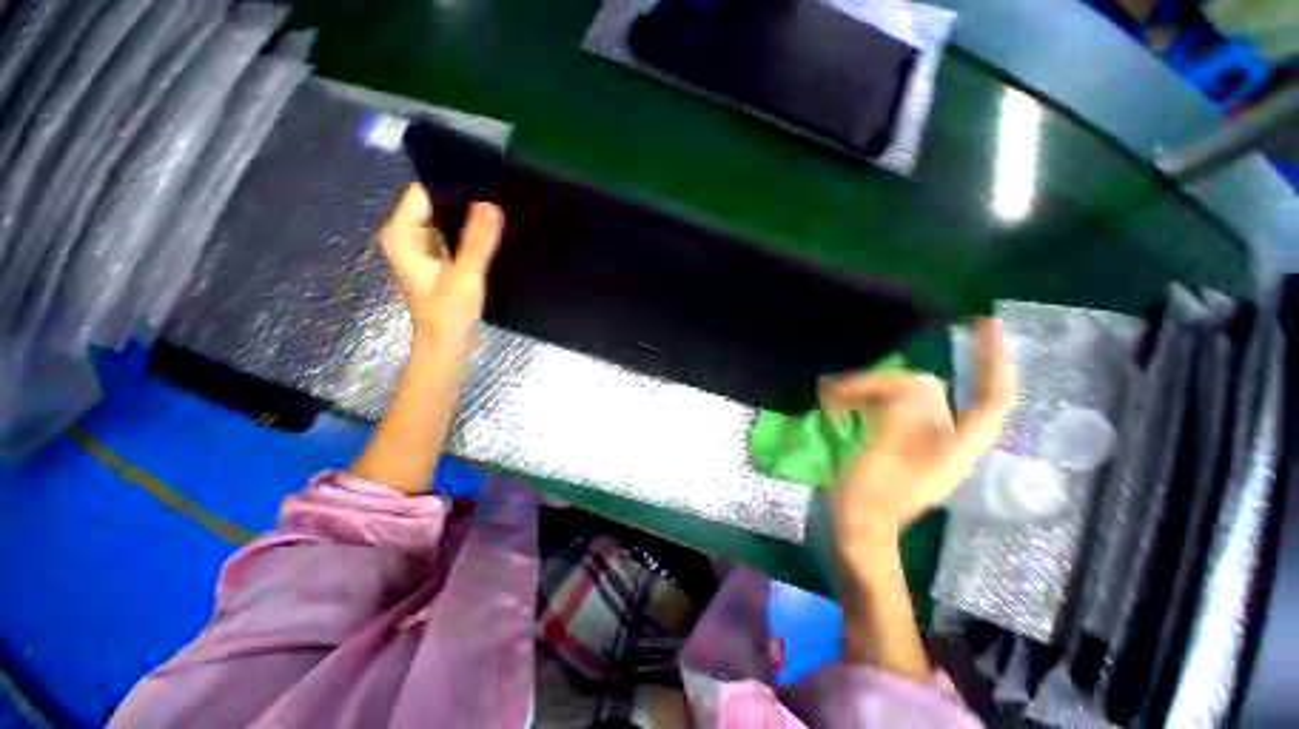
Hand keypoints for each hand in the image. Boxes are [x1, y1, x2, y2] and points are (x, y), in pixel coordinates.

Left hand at [380, 184, 503, 345]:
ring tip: (501, 216)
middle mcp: (408, 237)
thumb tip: (492, 204)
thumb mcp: (465, 277)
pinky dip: (472, 236)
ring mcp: (425, 250)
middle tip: (499, 201)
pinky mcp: (441, 262)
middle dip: (466, 203)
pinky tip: (494, 236)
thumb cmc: (448, 316)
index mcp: (402, 235)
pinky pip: (455, 238)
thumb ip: (478, 242)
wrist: (447, 348)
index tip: (487, 188)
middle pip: (437, 205)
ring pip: (448, 222)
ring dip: (471, 220)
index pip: (425, 194)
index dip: (454, 188)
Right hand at [822, 319, 1015, 567]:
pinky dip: (859, 399)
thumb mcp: (889, 454)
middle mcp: (944, 437)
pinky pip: (881, 406)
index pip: (992, 395)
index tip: (980, 323)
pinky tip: (835, 403)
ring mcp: (916, 439)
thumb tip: (916, 381)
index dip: (992, 358)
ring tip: (830, 398)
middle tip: (843, 386)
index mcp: (958, 444)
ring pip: (899, 396)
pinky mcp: (891, 440)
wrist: (855, 529)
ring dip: (865, 390)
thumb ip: (907, 412)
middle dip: (885, 381)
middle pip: (928, 390)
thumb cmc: (873, 498)